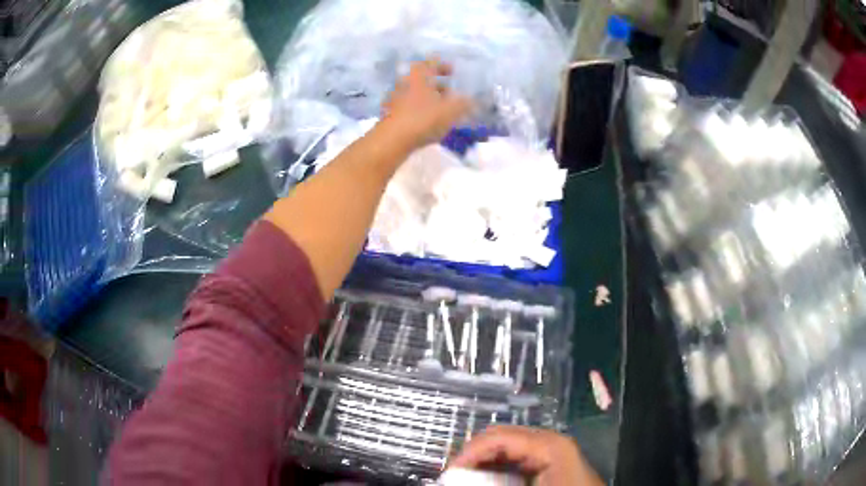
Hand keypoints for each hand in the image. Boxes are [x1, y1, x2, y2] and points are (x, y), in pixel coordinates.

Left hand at [380, 58, 472, 151]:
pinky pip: (410, 108)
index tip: (453, 72)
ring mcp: (395, 98)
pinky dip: (420, 111)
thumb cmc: (423, 118)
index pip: (432, 62)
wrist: (392, 140)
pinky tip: (430, 123)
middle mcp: (405, 82)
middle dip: (438, 86)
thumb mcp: (451, 110)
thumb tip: (471, 100)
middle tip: (452, 95)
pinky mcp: (391, 114)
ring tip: (443, 111)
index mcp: (419, 75)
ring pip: (416, 94)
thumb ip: (464, 103)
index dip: (443, 66)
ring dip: (430, 99)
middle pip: (423, 79)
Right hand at [451, 426, 603, 485]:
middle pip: (501, 438)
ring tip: (467, 477)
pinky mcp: (549, 462)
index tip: (449, 473)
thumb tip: (458, 481)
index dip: (468, 453)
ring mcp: (550, 450)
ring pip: (507, 448)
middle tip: (453, 476)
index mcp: (547, 444)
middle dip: (474, 455)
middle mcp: (548, 440)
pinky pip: (517, 459)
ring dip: (484, 462)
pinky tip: (487, 479)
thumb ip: (493, 483)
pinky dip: (498, 468)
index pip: (497, 437)